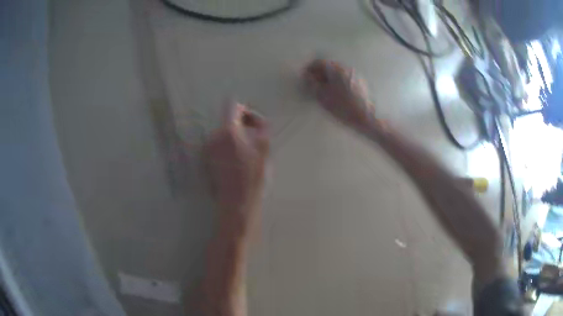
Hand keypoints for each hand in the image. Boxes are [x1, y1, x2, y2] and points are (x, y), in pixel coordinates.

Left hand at [206, 102, 269, 233]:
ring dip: (236, 138)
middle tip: (255, 140)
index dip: (245, 110)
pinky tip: (237, 163)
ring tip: (247, 153)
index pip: (232, 106)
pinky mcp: (206, 161)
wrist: (237, 203)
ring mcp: (208, 150)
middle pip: (227, 120)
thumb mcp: (264, 151)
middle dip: (242, 126)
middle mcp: (214, 137)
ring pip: (223, 134)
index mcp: (228, 132)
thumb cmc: (252, 178)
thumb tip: (258, 121)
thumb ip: (261, 129)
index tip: (253, 123)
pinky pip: (218, 146)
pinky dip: (228, 148)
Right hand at [304, 59, 375, 130]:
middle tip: (313, 84)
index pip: (319, 62)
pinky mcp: (360, 83)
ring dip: (329, 78)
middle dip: (319, 73)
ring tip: (324, 90)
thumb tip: (307, 76)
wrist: (365, 117)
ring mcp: (355, 75)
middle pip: (329, 66)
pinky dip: (338, 82)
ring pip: (338, 72)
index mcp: (336, 69)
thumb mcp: (322, 96)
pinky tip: (337, 93)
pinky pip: (345, 78)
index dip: (309, 69)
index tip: (305, 77)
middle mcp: (346, 68)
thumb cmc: (342, 106)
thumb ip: (312, 84)